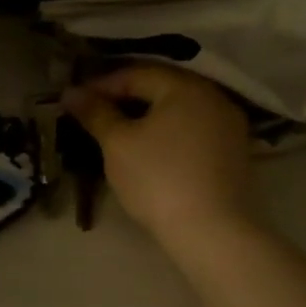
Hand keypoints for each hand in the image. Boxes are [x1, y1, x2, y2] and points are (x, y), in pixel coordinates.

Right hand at [62, 64, 260, 251]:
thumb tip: (71, 92)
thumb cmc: (158, 179)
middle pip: (160, 87)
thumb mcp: (117, 143)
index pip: (136, 73)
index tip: (75, 102)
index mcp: (185, 87)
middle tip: (94, 113)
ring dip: (146, 114)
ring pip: (178, 109)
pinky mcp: (234, 151)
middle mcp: (213, 96)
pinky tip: (149, 148)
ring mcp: (229, 125)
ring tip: (118, 130)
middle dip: (124, 97)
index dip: (101, 85)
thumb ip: (95, 112)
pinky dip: (168, 131)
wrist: (213, 233)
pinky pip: (193, 128)